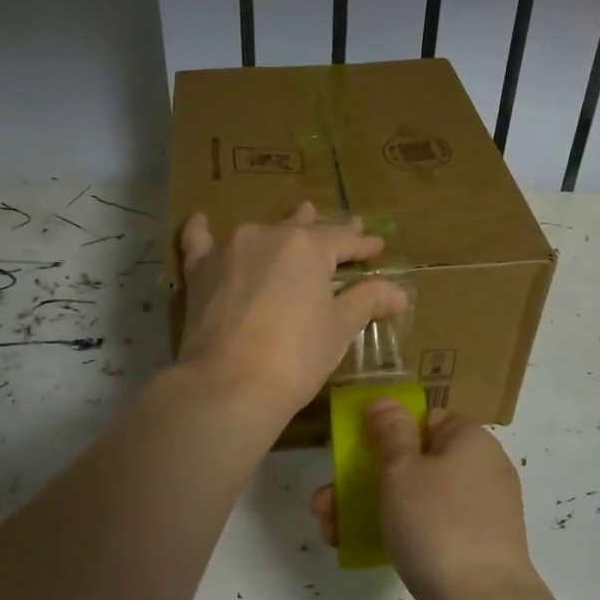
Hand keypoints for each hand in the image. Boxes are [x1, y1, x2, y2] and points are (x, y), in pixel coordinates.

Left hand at [178, 202, 407, 420]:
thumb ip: (367, 301)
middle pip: (303, 229)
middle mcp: (268, 236)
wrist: (229, 384)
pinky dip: (203, 231)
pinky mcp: (200, 272)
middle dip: (327, 230)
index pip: (343, 240)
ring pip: (262, 231)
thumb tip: (398, 292)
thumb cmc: (296, 356)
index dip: (363, 245)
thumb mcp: (340, 328)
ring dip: (281, 228)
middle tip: (347, 227)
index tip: (377, 245)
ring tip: (297, 216)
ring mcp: (230, 250)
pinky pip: (200, 242)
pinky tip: (201, 219)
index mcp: (308, 246)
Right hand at [310, 399, 547, 599]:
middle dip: (365, 479)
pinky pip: (431, 528)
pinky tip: (360, 548)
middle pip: (415, 462)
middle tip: (326, 501)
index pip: (426, 420)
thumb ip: (390, 432)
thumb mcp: (402, 470)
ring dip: (372, 507)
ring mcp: (481, 512)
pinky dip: (399, 533)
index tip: (356, 453)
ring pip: (418, 498)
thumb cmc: (438, 525)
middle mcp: (481, 469)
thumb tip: (386, 401)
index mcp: (471, 440)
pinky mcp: (475, 548)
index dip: (388, 432)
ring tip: (329, 529)